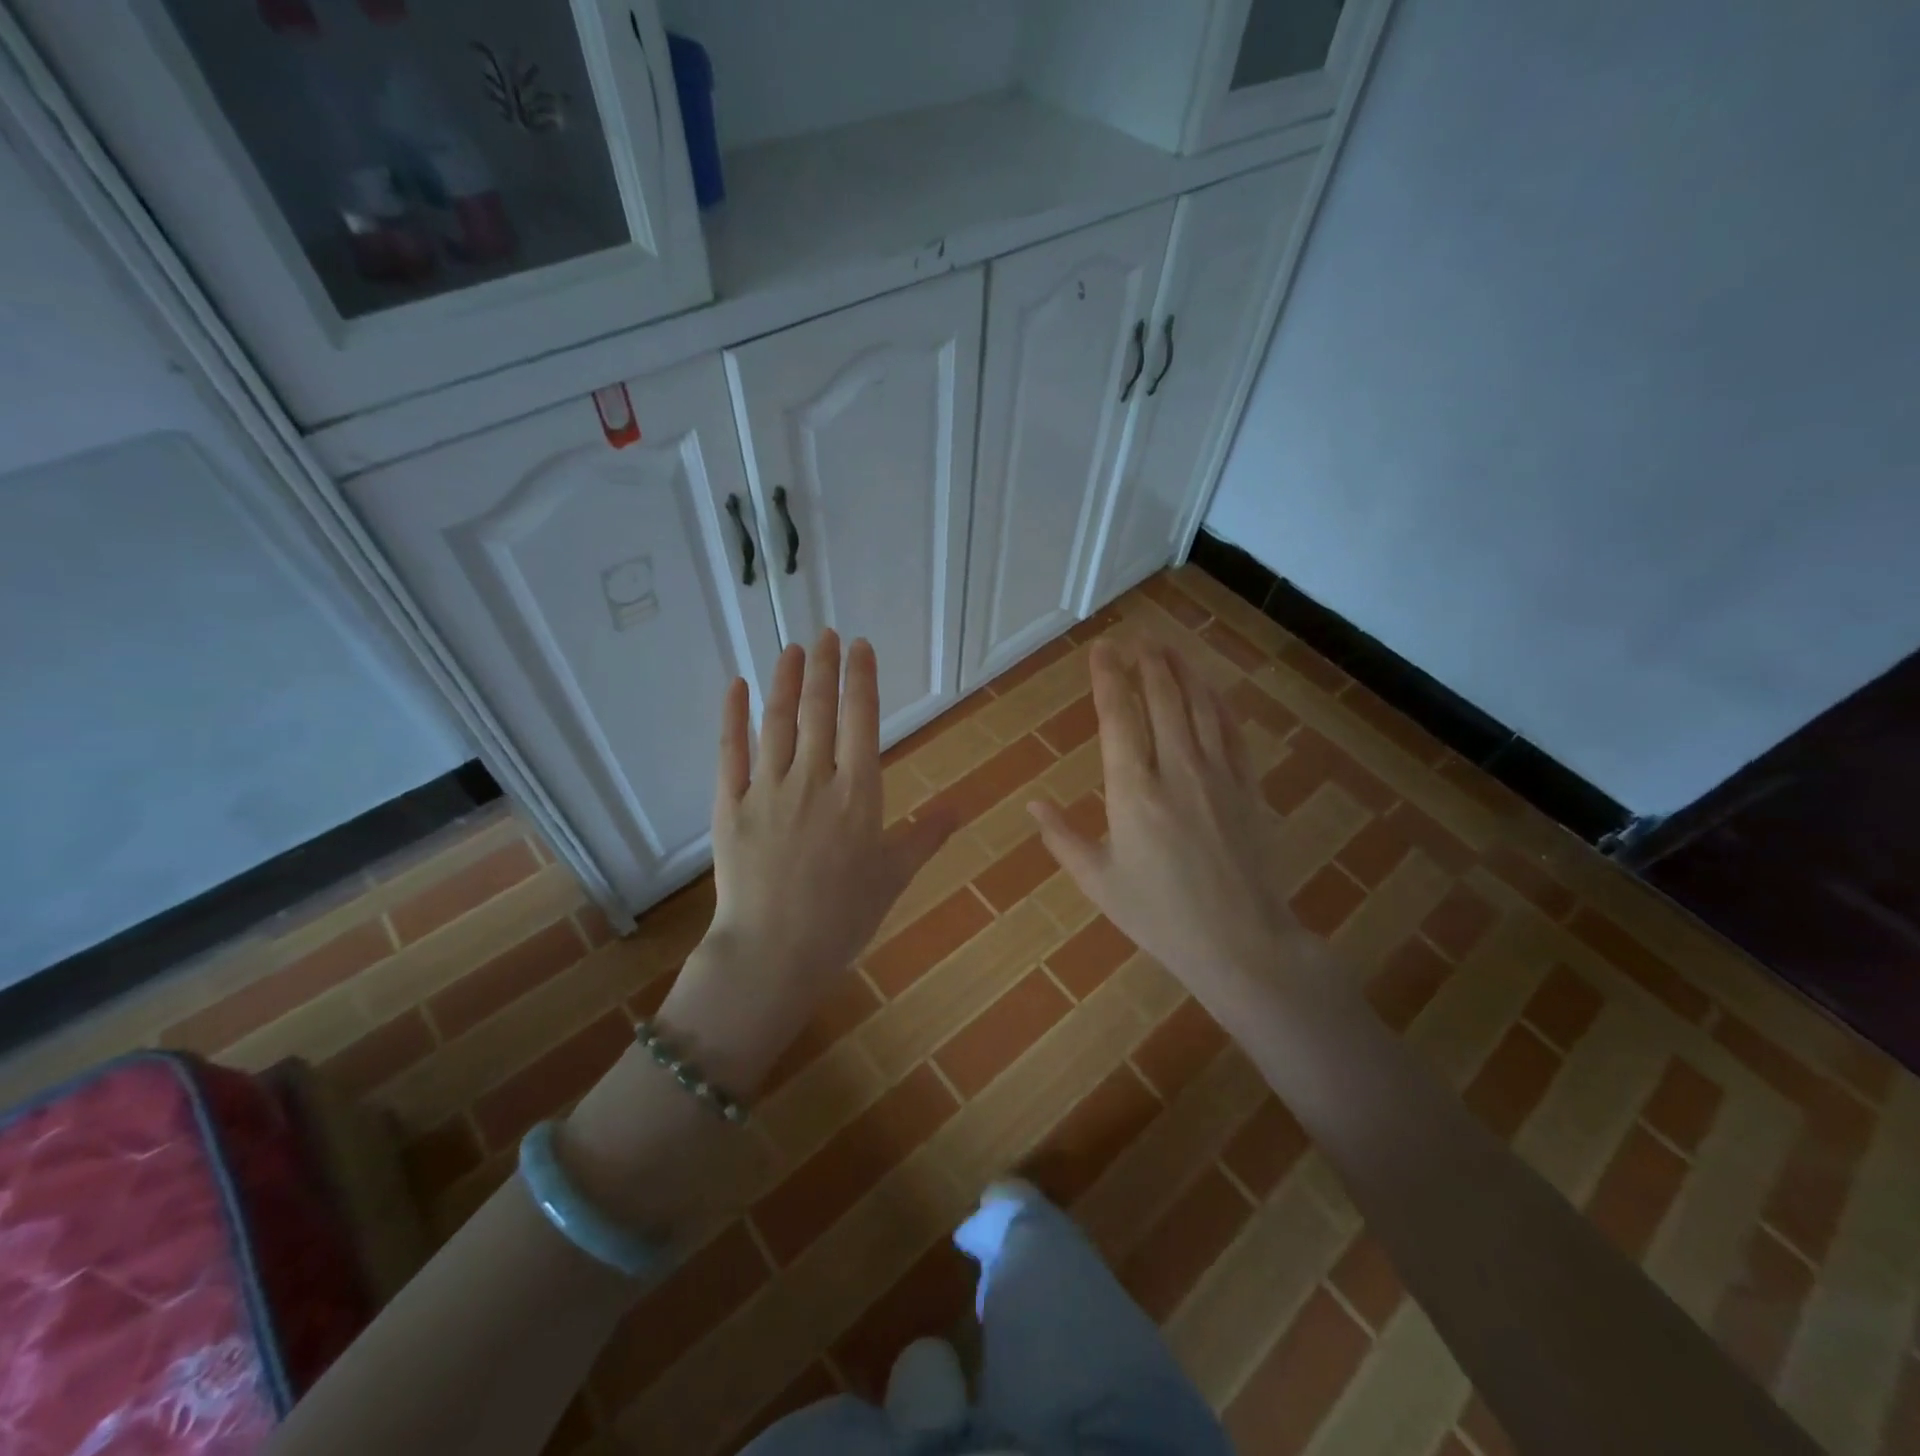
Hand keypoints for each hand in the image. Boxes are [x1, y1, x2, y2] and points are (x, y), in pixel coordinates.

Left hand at [662, 631, 956, 1088]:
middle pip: (819, 710)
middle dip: (824, 667)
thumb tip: (964, 805)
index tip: (859, 646)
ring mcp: (767, 789)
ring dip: (786, 681)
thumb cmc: (844, 917)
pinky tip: (735, 685)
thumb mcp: (895, 876)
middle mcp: (814, 779)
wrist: (775, 953)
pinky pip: (730, 751)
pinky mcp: (728, 804)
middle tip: (825, 634)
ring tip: (793, 650)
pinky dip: (732, 715)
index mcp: (858, 794)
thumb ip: (927, 834)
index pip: (861, 721)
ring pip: (777, 722)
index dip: (861, 679)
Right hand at [1030, 640, 1301, 997]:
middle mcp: (1176, 770)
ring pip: (1200, 705)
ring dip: (1182, 669)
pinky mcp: (1247, 786)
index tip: (1102, 649)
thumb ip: (1062, 838)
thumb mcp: (1099, 882)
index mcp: (1132, 792)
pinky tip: (1210, 685)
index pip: (1118, 717)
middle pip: (1162, 698)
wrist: (1240, 942)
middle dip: (1147, 660)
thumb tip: (1034, 803)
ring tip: (1168, 645)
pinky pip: (1233, 729)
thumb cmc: (1159, 916)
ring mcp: (1218, 774)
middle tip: (1136, 635)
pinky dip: (1218, 700)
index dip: (1108, 677)